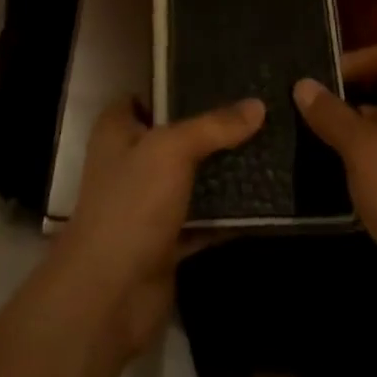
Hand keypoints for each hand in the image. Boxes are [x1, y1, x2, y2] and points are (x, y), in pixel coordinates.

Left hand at [53, 95, 264, 355]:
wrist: (109, 297)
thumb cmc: (131, 205)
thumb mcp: (172, 151)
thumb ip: (214, 127)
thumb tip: (258, 105)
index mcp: (118, 130)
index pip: (146, 96)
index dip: (177, 87)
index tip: (220, 80)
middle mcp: (130, 163)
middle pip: (176, 137)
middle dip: (211, 130)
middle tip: (256, 113)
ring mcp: (147, 205)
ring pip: (191, 179)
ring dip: (223, 172)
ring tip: (267, 148)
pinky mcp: (165, 242)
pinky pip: (202, 220)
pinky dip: (226, 214)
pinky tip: (261, 200)